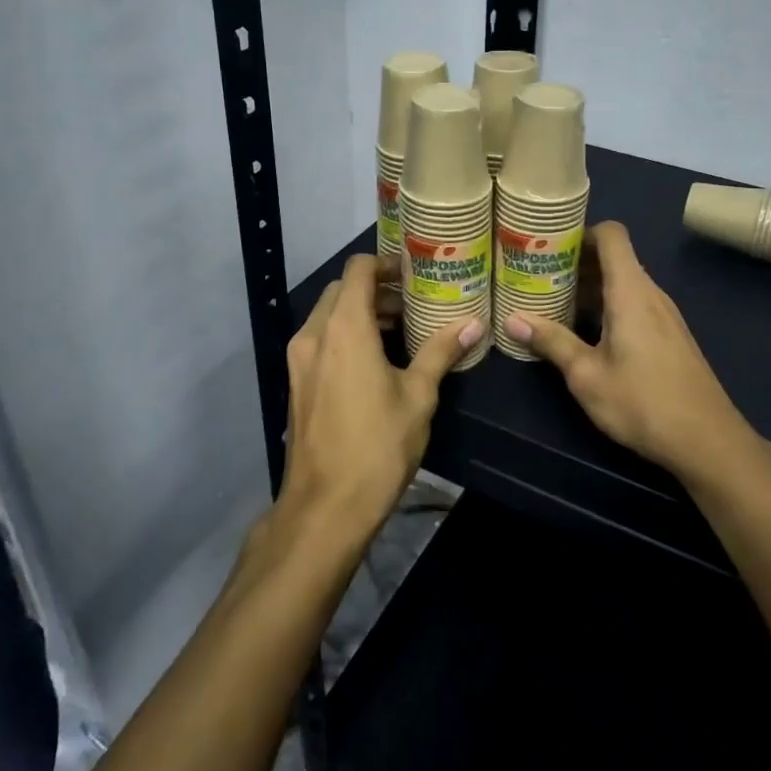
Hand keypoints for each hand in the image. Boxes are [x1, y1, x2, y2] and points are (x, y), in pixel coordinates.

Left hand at [282, 255, 479, 537]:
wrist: (325, 506)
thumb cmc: (377, 445)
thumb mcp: (418, 396)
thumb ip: (442, 352)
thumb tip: (474, 323)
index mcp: (344, 327)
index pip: (358, 269)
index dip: (386, 263)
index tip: (414, 275)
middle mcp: (315, 334)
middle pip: (342, 290)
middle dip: (376, 290)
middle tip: (412, 305)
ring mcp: (299, 359)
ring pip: (329, 316)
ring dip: (360, 314)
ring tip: (400, 332)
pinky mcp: (296, 382)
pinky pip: (321, 341)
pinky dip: (345, 336)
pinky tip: (375, 362)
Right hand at [505, 222, 758, 482]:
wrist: (708, 441)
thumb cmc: (643, 403)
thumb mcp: (587, 375)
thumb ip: (552, 342)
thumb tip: (512, 319)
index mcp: (630, 291)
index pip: (612, 235)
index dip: (581, 232)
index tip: (549, 246)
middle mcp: (651, 294)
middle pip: (615, 258)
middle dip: (577, 263)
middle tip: (539, 276)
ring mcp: (666, 315)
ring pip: (625, 283)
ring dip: (592, 287)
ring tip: (556, 303)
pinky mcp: (672, 336)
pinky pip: (636, 304)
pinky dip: (610, 306)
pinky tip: (589, 333)